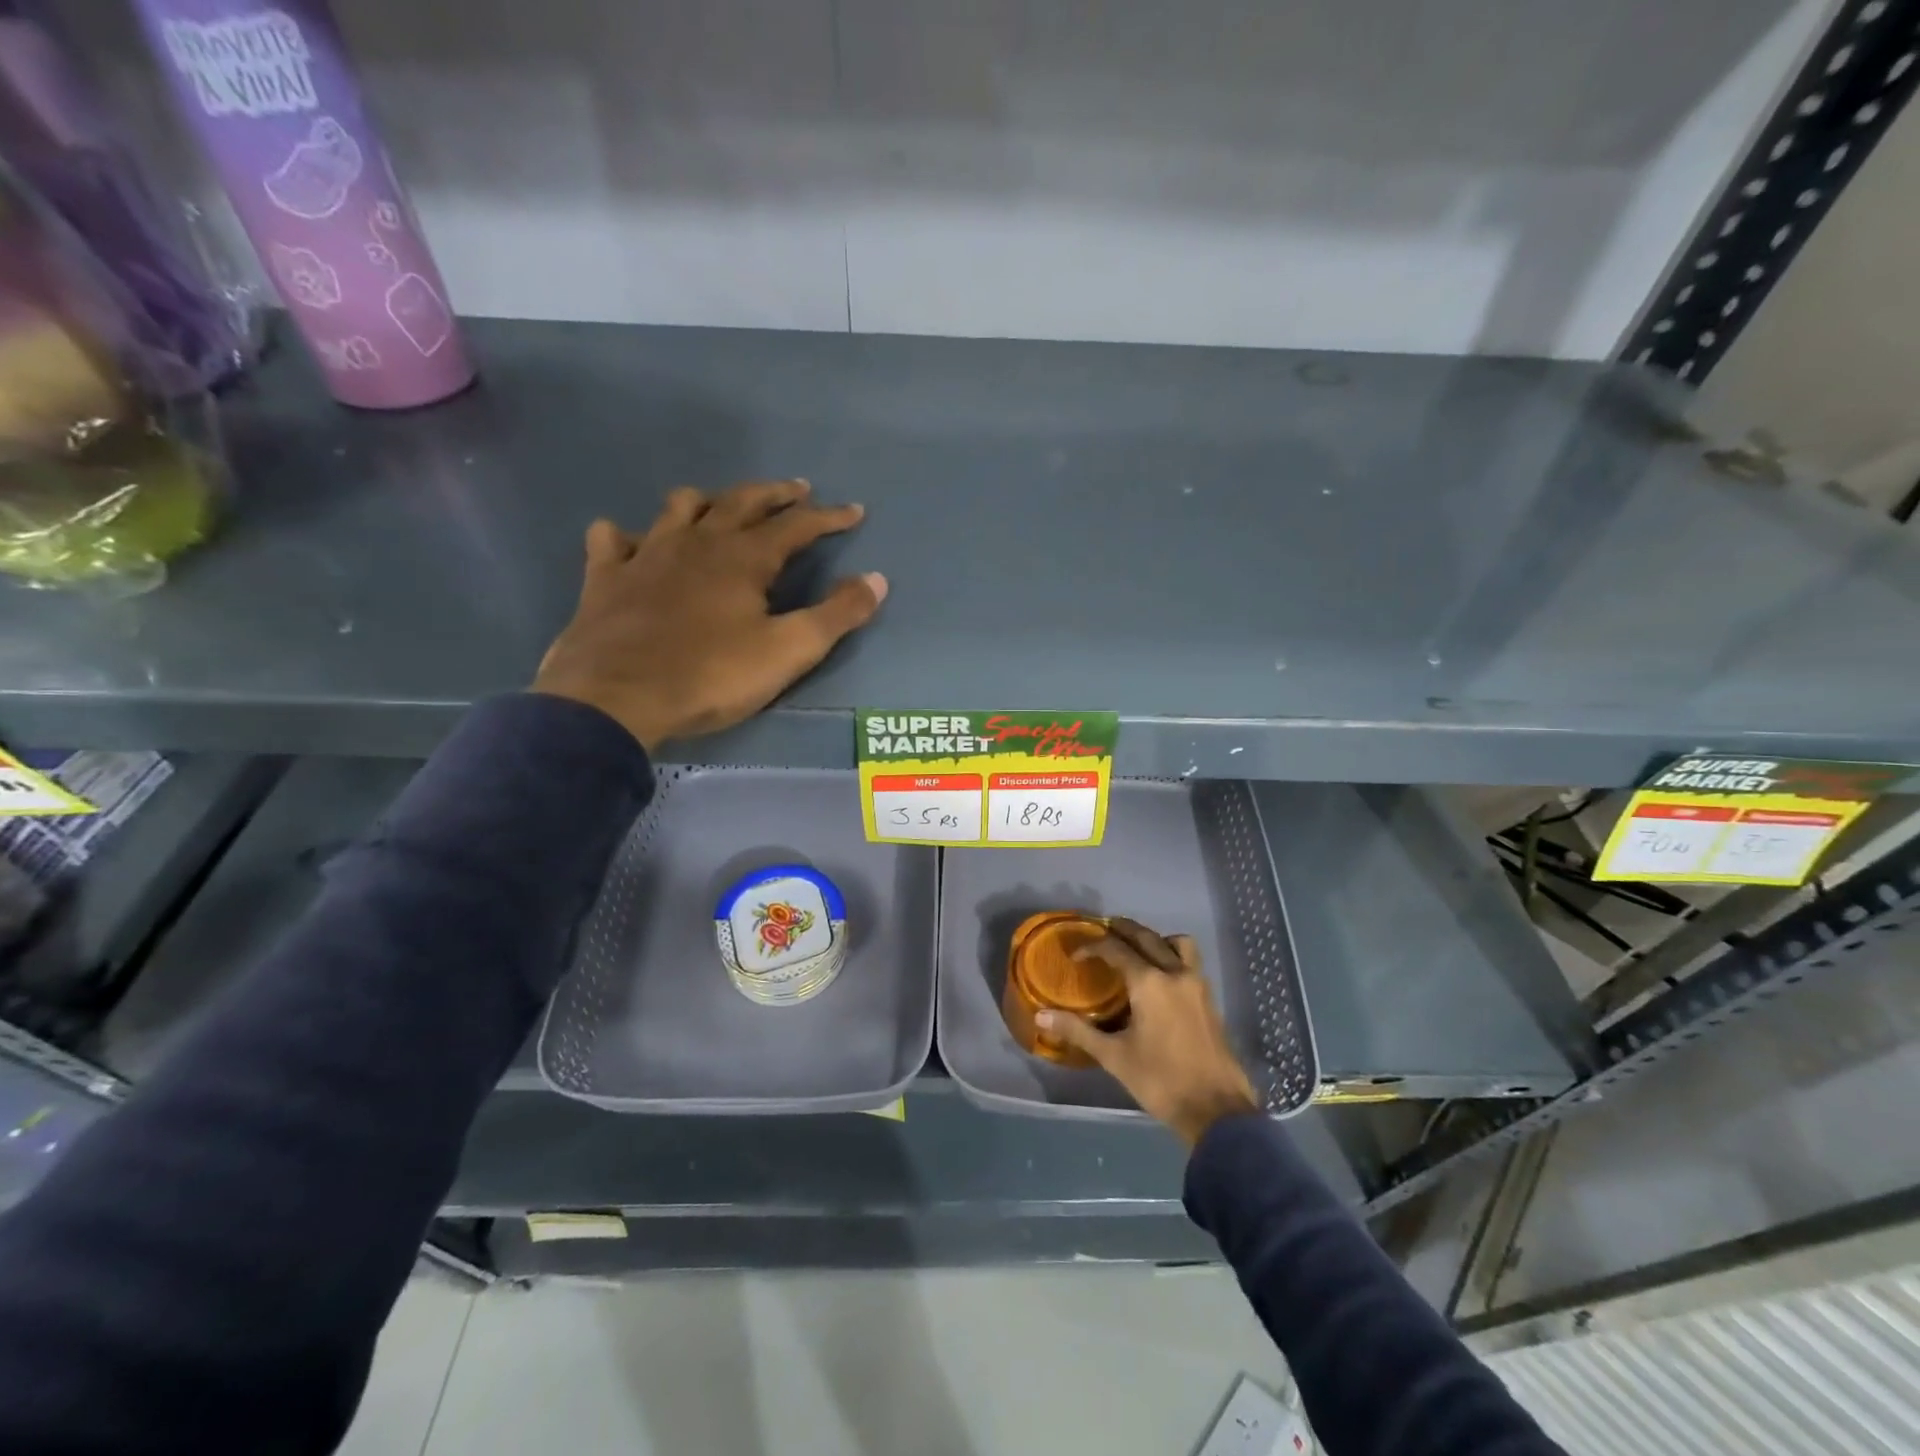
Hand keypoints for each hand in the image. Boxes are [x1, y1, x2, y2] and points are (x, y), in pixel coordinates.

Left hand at [533, 480, 886, 750]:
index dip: (829, 517)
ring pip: (680, 508)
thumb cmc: (711, 676)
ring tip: (720, 507)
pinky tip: (633, 543)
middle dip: (774, 494)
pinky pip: (612, 540)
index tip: (854, 511)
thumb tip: (877, 579)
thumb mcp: (788, 651)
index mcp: (743, 558)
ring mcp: (646, 554)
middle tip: (797, 489)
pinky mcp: (606, 577)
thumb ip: (836, 615)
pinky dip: (627, 535)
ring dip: (707, 501)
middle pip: (741, 502)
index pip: (796, 526)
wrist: (618, 698)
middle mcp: (697, 542)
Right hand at [1036, 917, 1260, 1146]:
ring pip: (1176, 943)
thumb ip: (1077, 1031)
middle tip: (1102, 931)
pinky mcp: (1209, 999)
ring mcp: (1197, 984)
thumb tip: (1041, 1016)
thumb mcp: (1114, 1057)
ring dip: (1154, 938)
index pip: (1115, 949)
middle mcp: (1175, 973)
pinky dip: (1172, 955)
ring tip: (1136, 949)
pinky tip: (1160, 978)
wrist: (1217, 1111)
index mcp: (1149, 983)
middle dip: (1122, 930)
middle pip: (1146, 937)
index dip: (1092, 947)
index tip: (1075, 955)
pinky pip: (1190, 961)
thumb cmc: (1161, 1081)